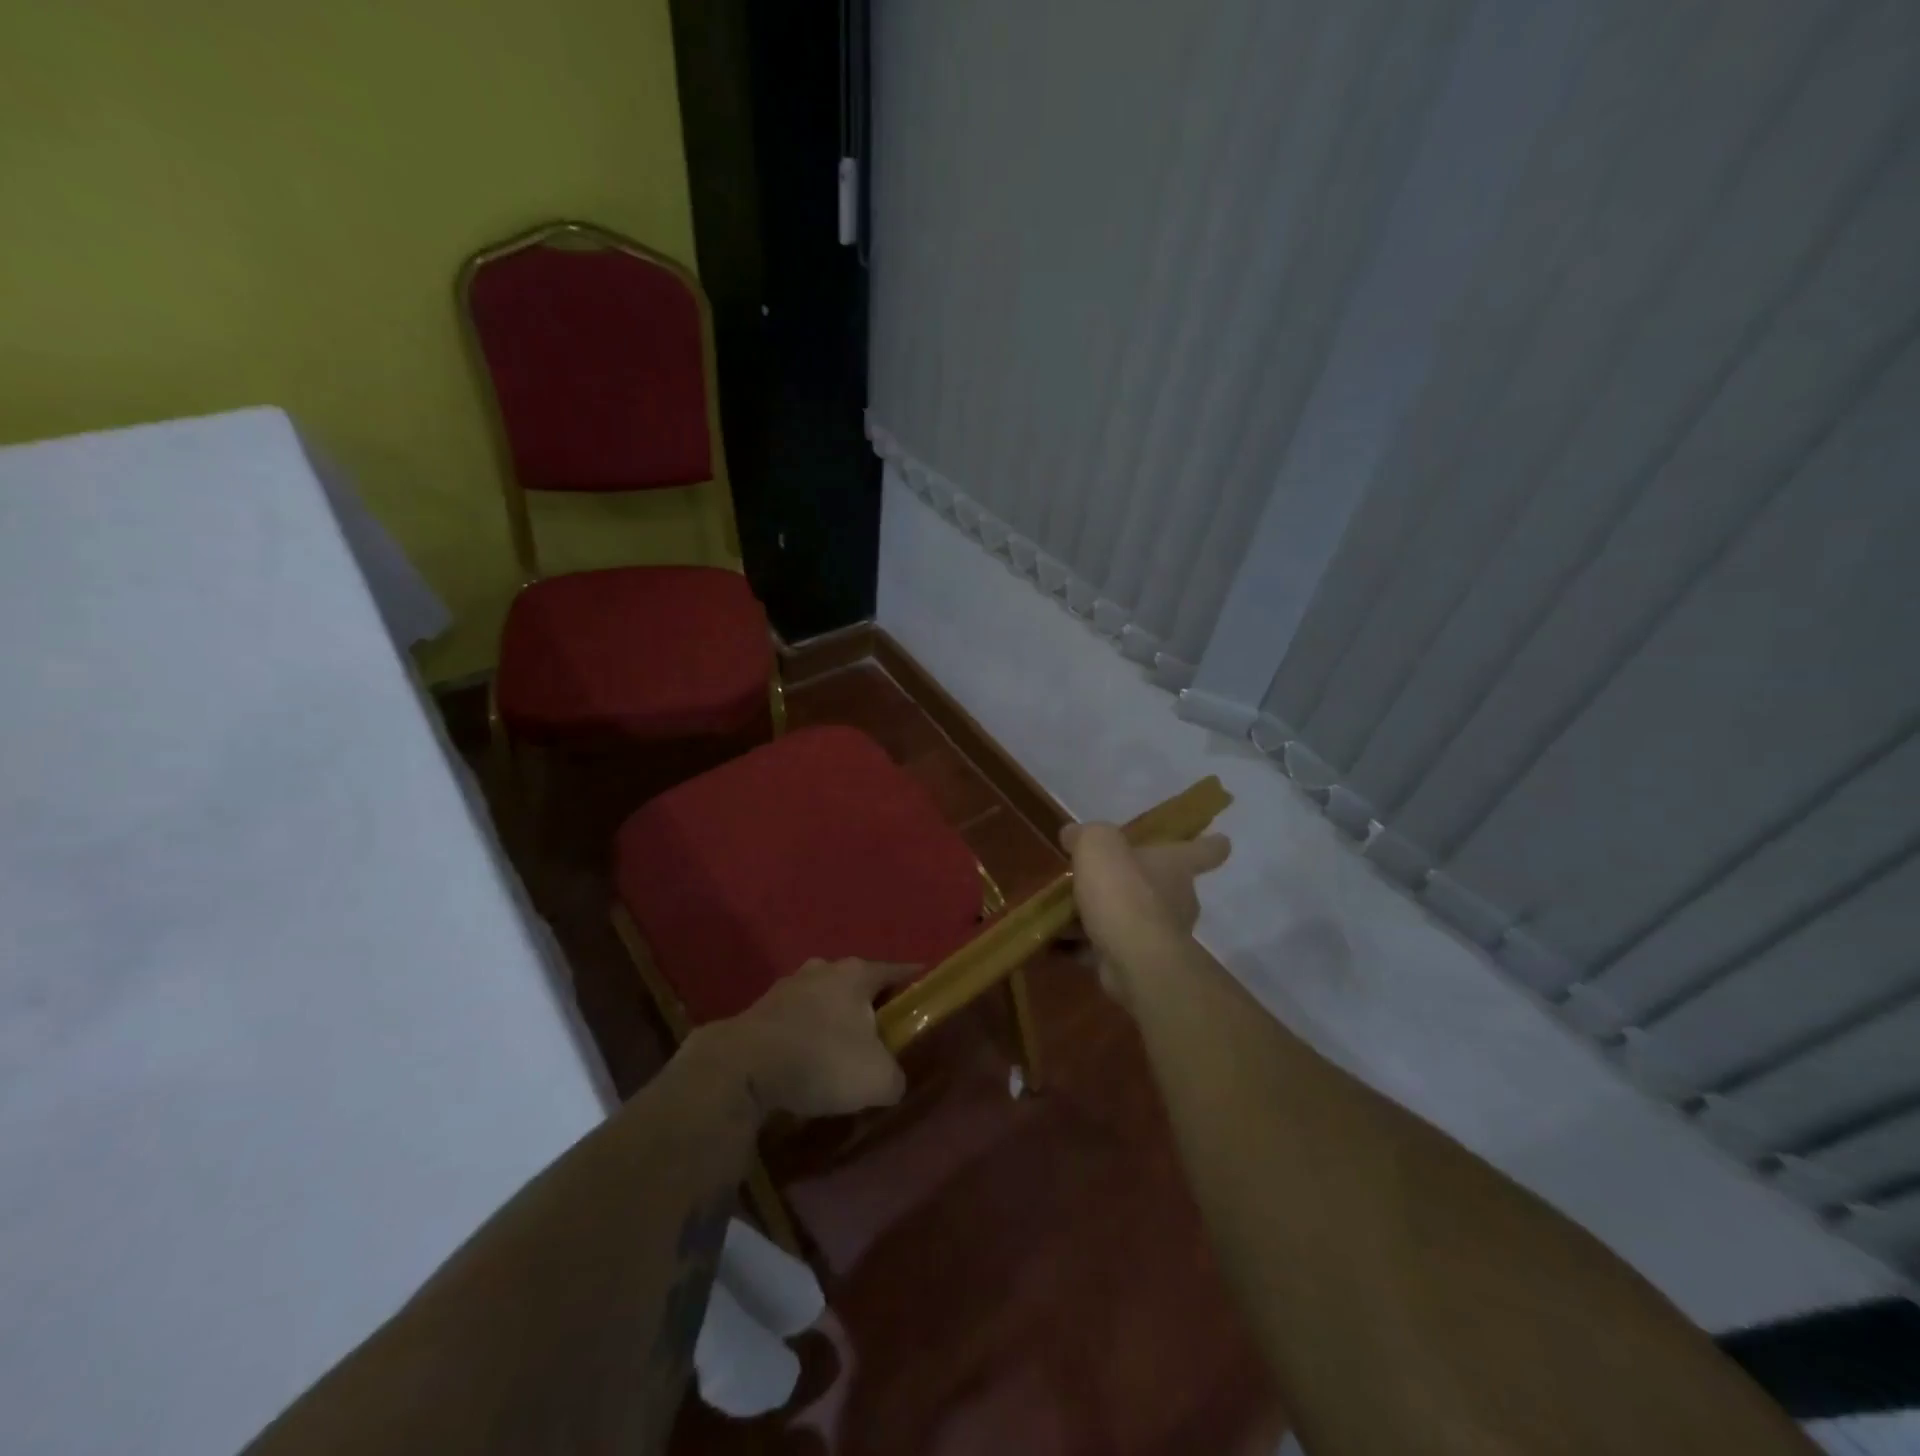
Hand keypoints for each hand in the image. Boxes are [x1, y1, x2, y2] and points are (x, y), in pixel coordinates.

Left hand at [697, 957, 920, 1120]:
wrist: (742, 1069)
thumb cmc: (822, 1060)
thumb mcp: (878, 1079)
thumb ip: (895, 1077)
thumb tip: (891, 1081)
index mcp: (856, 974)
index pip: (896, 970)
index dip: (913, 981)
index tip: (925, 992)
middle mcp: (823, 969)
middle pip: (856, 984)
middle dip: (869, 1005)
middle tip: (881, 1034)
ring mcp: (787, 986)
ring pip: (822, 999)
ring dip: (832, 1020)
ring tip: (839, 1051)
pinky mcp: (759, 1010)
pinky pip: (795, 1020)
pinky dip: (804, 1036)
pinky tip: (805, 1062)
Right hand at [1061, 823, 1229, 1000]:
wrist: (1133, 958)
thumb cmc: (1123, 891)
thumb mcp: (1098, 845)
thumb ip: (1087, 835)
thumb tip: (1073, 835)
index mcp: (1177, 866)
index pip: (1205, 851)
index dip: (1212, 844)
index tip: (1221, 841)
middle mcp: (1178, 899)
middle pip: (1165, 884)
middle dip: (1137, 882)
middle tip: (1101, 877)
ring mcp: (1162, 934)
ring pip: (1134, 917)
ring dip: (1107, 914)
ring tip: (1067, 910)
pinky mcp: (1141, 962)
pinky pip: (1112, 946)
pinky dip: (1089, 943)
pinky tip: (1059, 940)